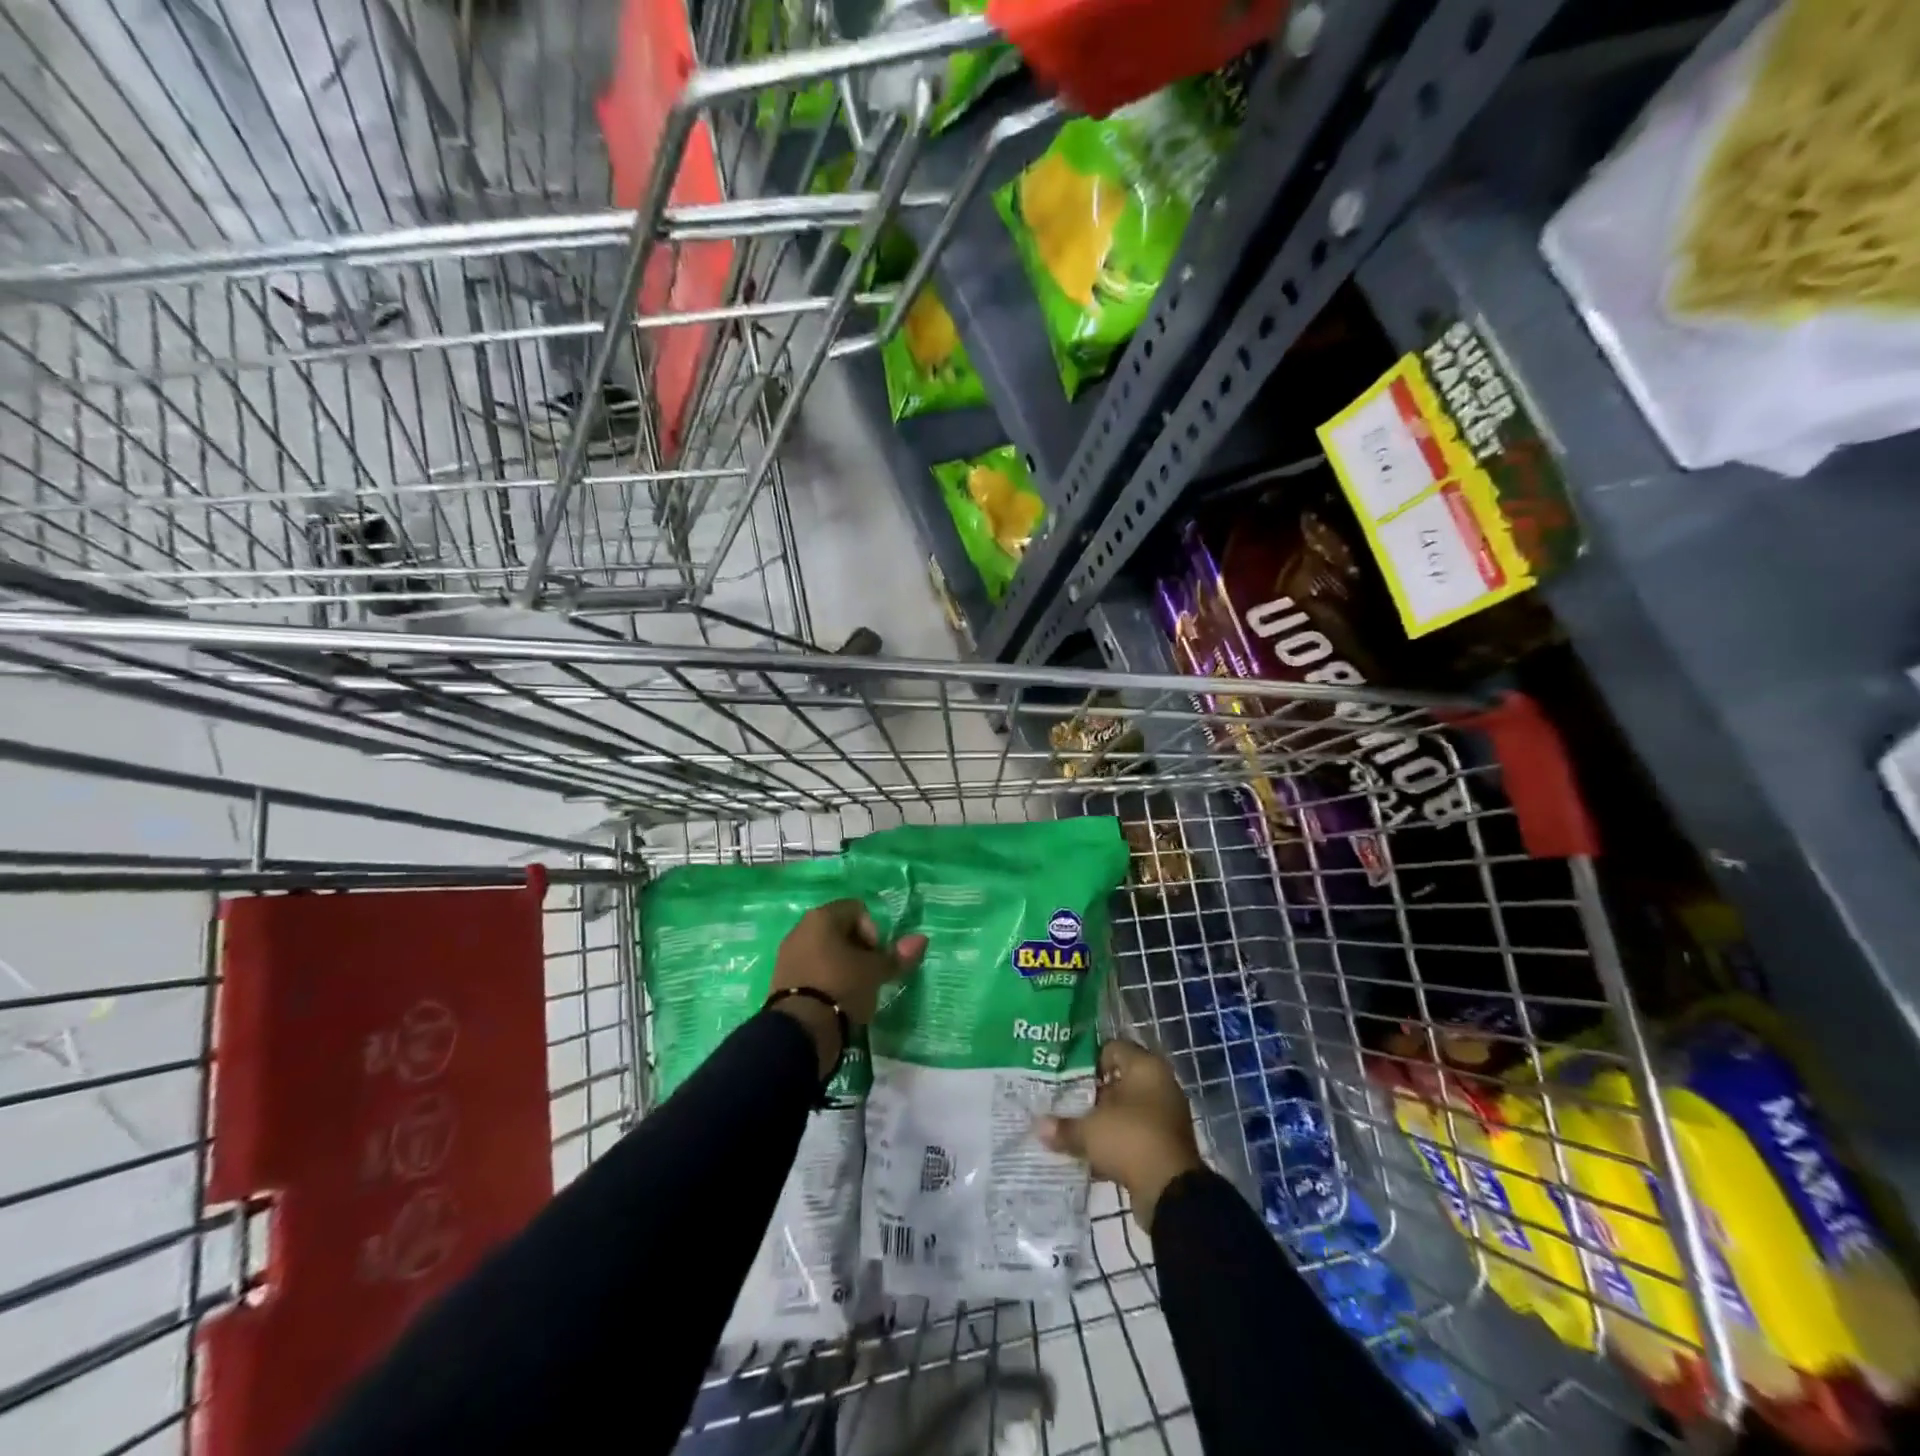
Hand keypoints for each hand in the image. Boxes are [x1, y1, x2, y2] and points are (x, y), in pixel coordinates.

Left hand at [771, 900, 926, 1075]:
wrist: (800, 1029)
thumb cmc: (842, 987)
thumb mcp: (876, 972)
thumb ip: (898, 955)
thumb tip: (922, 938)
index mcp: (823, 917)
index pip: (857, 909)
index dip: (873, 931)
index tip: (876, 957)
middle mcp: (801, 928)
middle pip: (839, 930)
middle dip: (858, 949)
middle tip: (868, 974)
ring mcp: (787, 954)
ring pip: (824, 951)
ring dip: (841, 965)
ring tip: (853, 991)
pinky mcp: (780, 979)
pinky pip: (810, 970)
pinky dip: (824, 980)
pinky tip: (833, 1001)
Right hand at [1036, 1040, 1202, 1233]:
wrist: (1171, 1192)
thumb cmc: (1131, 1139)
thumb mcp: (1089, 1131)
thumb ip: (1063, 1126)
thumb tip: (1038, 1127)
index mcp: (1146, 1067)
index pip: (1111, 1049)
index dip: (1087, 1060)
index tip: (1064, 1075)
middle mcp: (1160, 1085)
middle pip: (1118, 1081)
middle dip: (1092, 1093)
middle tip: (1063, 1101)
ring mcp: (1165, 1117)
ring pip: (1125, 1111)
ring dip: (1103, 1120)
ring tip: (1072, 1127)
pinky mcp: (1165, 1146)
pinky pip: (1134, 1135)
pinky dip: (1115, 1143)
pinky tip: (1090, 1154)